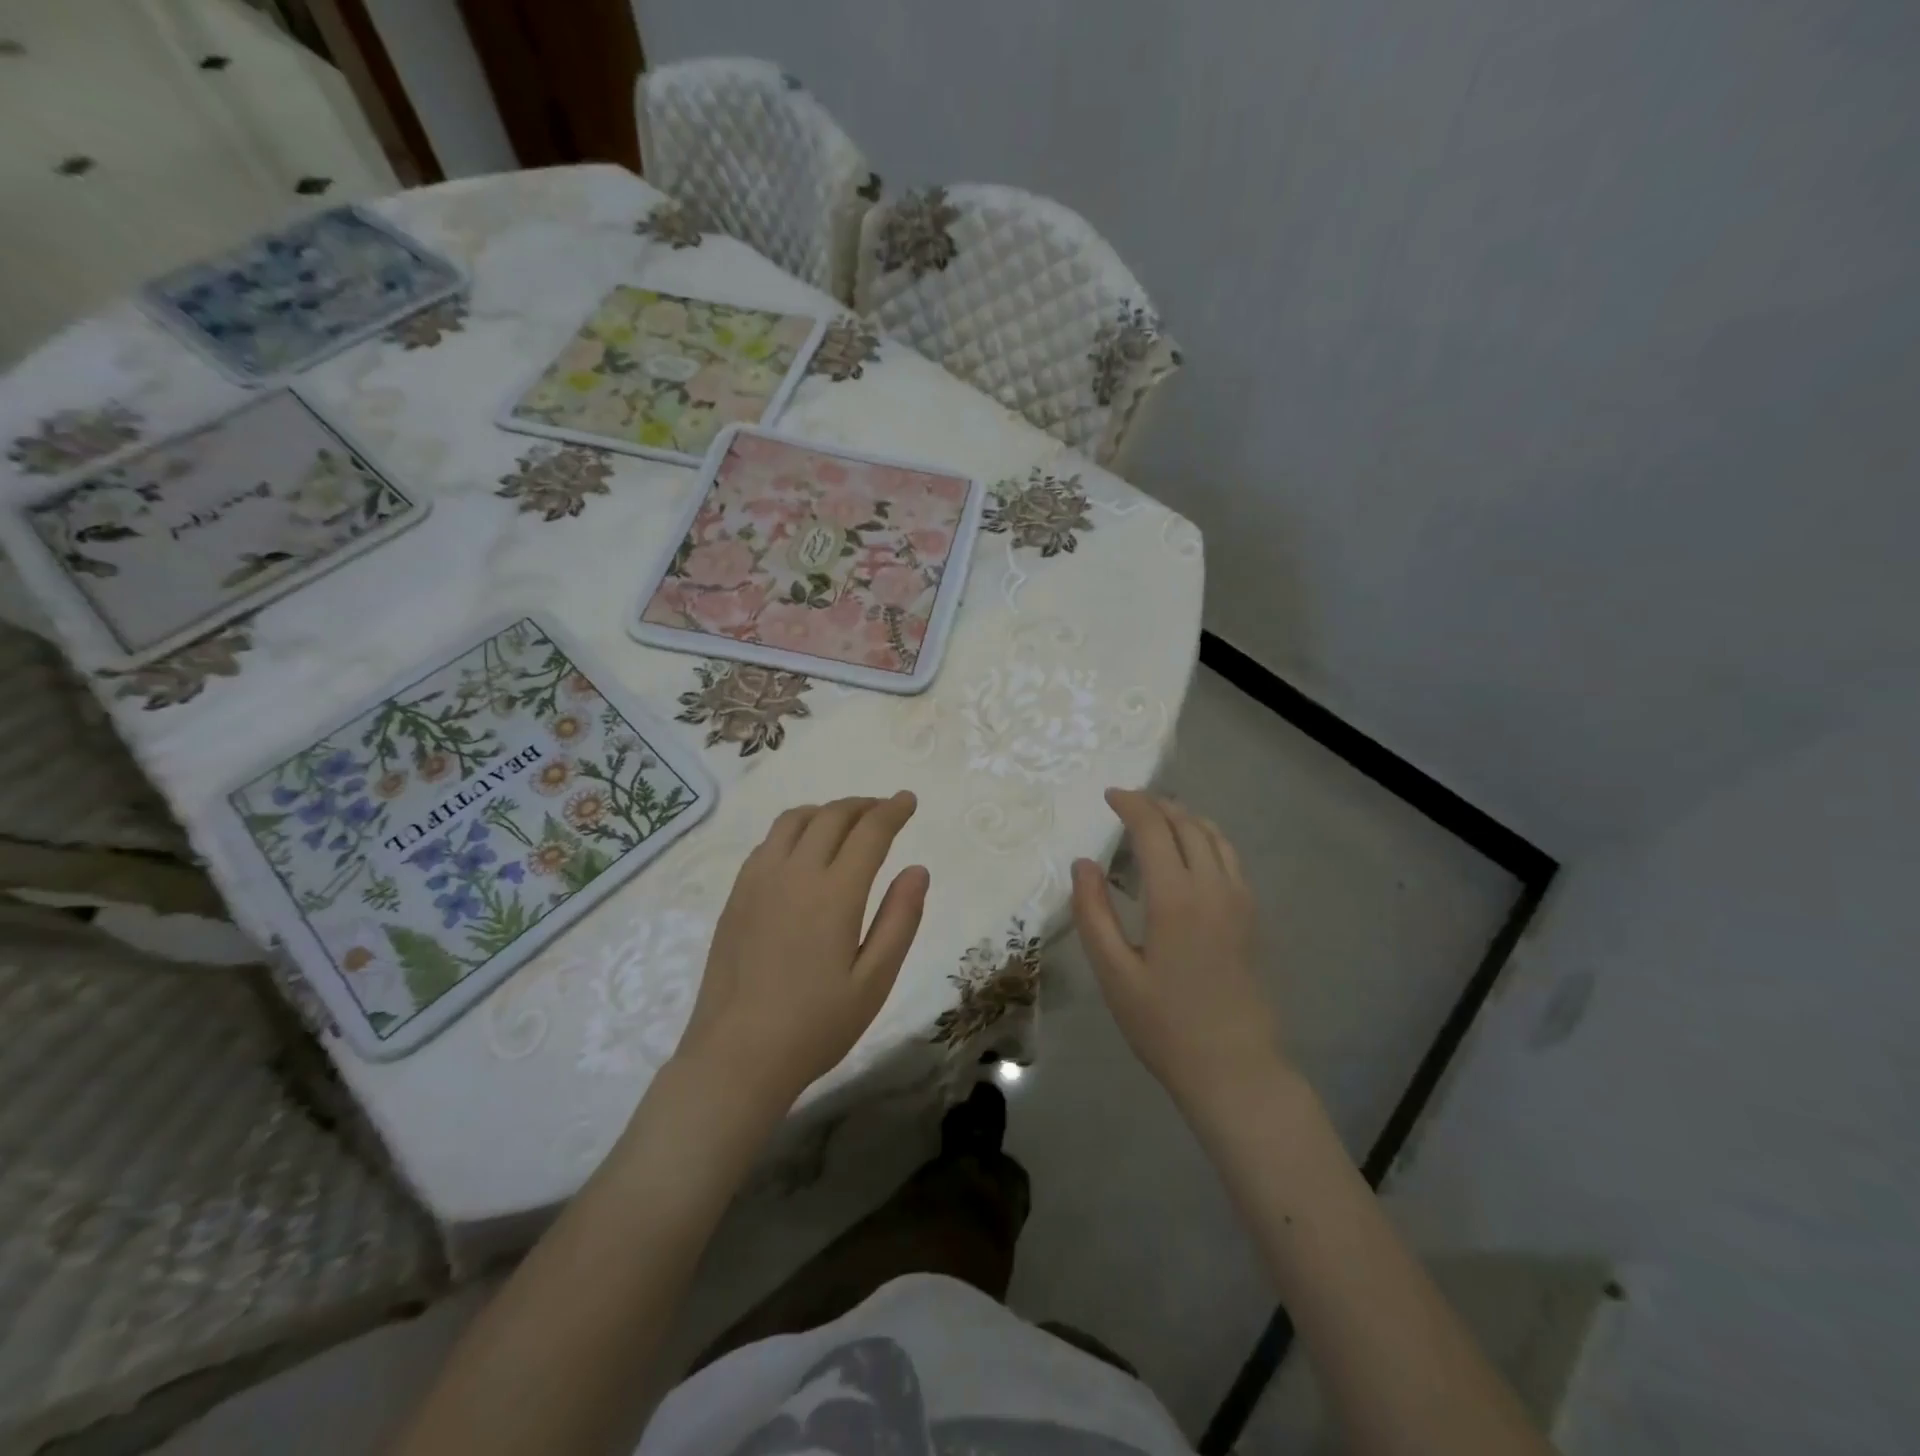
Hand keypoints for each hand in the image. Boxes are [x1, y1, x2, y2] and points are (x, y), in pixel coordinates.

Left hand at [675, 792, 928, 1110]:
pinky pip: (768, 842)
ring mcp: (758, 880)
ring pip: (794, 821)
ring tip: (846, 823)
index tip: (909, 800)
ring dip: (826, 811)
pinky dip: (795, 830)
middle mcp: (794, 873)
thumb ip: (899, 919)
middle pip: (831, 816)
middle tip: (884, 810)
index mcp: (834, 893)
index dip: (893, 810)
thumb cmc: (815, 1025)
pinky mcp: (736, 895)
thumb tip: (918, 869)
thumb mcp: (874, 981)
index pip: (870, 831)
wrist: (736, 1056)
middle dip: (863, 806)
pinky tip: (803, 851)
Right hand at [1071, 789, 1280, 1113]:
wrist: (1235, 1070)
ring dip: (1185, 817)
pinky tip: (1191, 853)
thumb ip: (1093, 913)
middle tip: (1128, 803)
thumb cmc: (1165, 1026)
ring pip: (1215, 837)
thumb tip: (1083, 863)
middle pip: (1187, 824)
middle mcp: (1213, 887)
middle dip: (1156, 805)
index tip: (1109, 795)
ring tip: (1158, 817)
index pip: (1153, 829)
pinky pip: (1230, 857)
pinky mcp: (1252, 917)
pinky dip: (1206, 838)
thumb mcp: (1114, 974)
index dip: (1131, 804)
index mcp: (1175, 898)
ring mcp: (1239, 901)